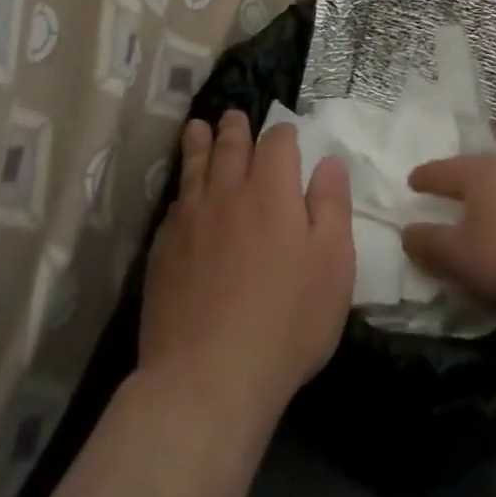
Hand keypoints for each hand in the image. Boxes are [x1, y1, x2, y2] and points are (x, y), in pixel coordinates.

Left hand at [140, 112, 354, 427]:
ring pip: (194, 168)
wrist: (207, 379)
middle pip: (230, 146)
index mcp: (272, 190)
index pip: (277, 141)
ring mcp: (190, 222)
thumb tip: (329, 161)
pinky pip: (172, 207)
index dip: (283, 133)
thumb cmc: (286, 320)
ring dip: (198, 144)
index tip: (287, 136)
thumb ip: (332, 205)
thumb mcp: (333, 263)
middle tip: (233, 117)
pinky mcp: (162, 254)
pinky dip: (181, 192)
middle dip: (235, 129)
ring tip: (197, 128)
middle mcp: (228, 193)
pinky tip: (181, 196)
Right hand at [402, 154, 495, 330]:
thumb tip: (407, 231)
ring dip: (484, 199)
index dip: (425, 177)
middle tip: (440, 191)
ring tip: (474, 212)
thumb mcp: (463, 258)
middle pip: (473, 172)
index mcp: (478, 174)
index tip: (411, 180)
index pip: (443, 171)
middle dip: (456, 182)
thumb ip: (431, 245)